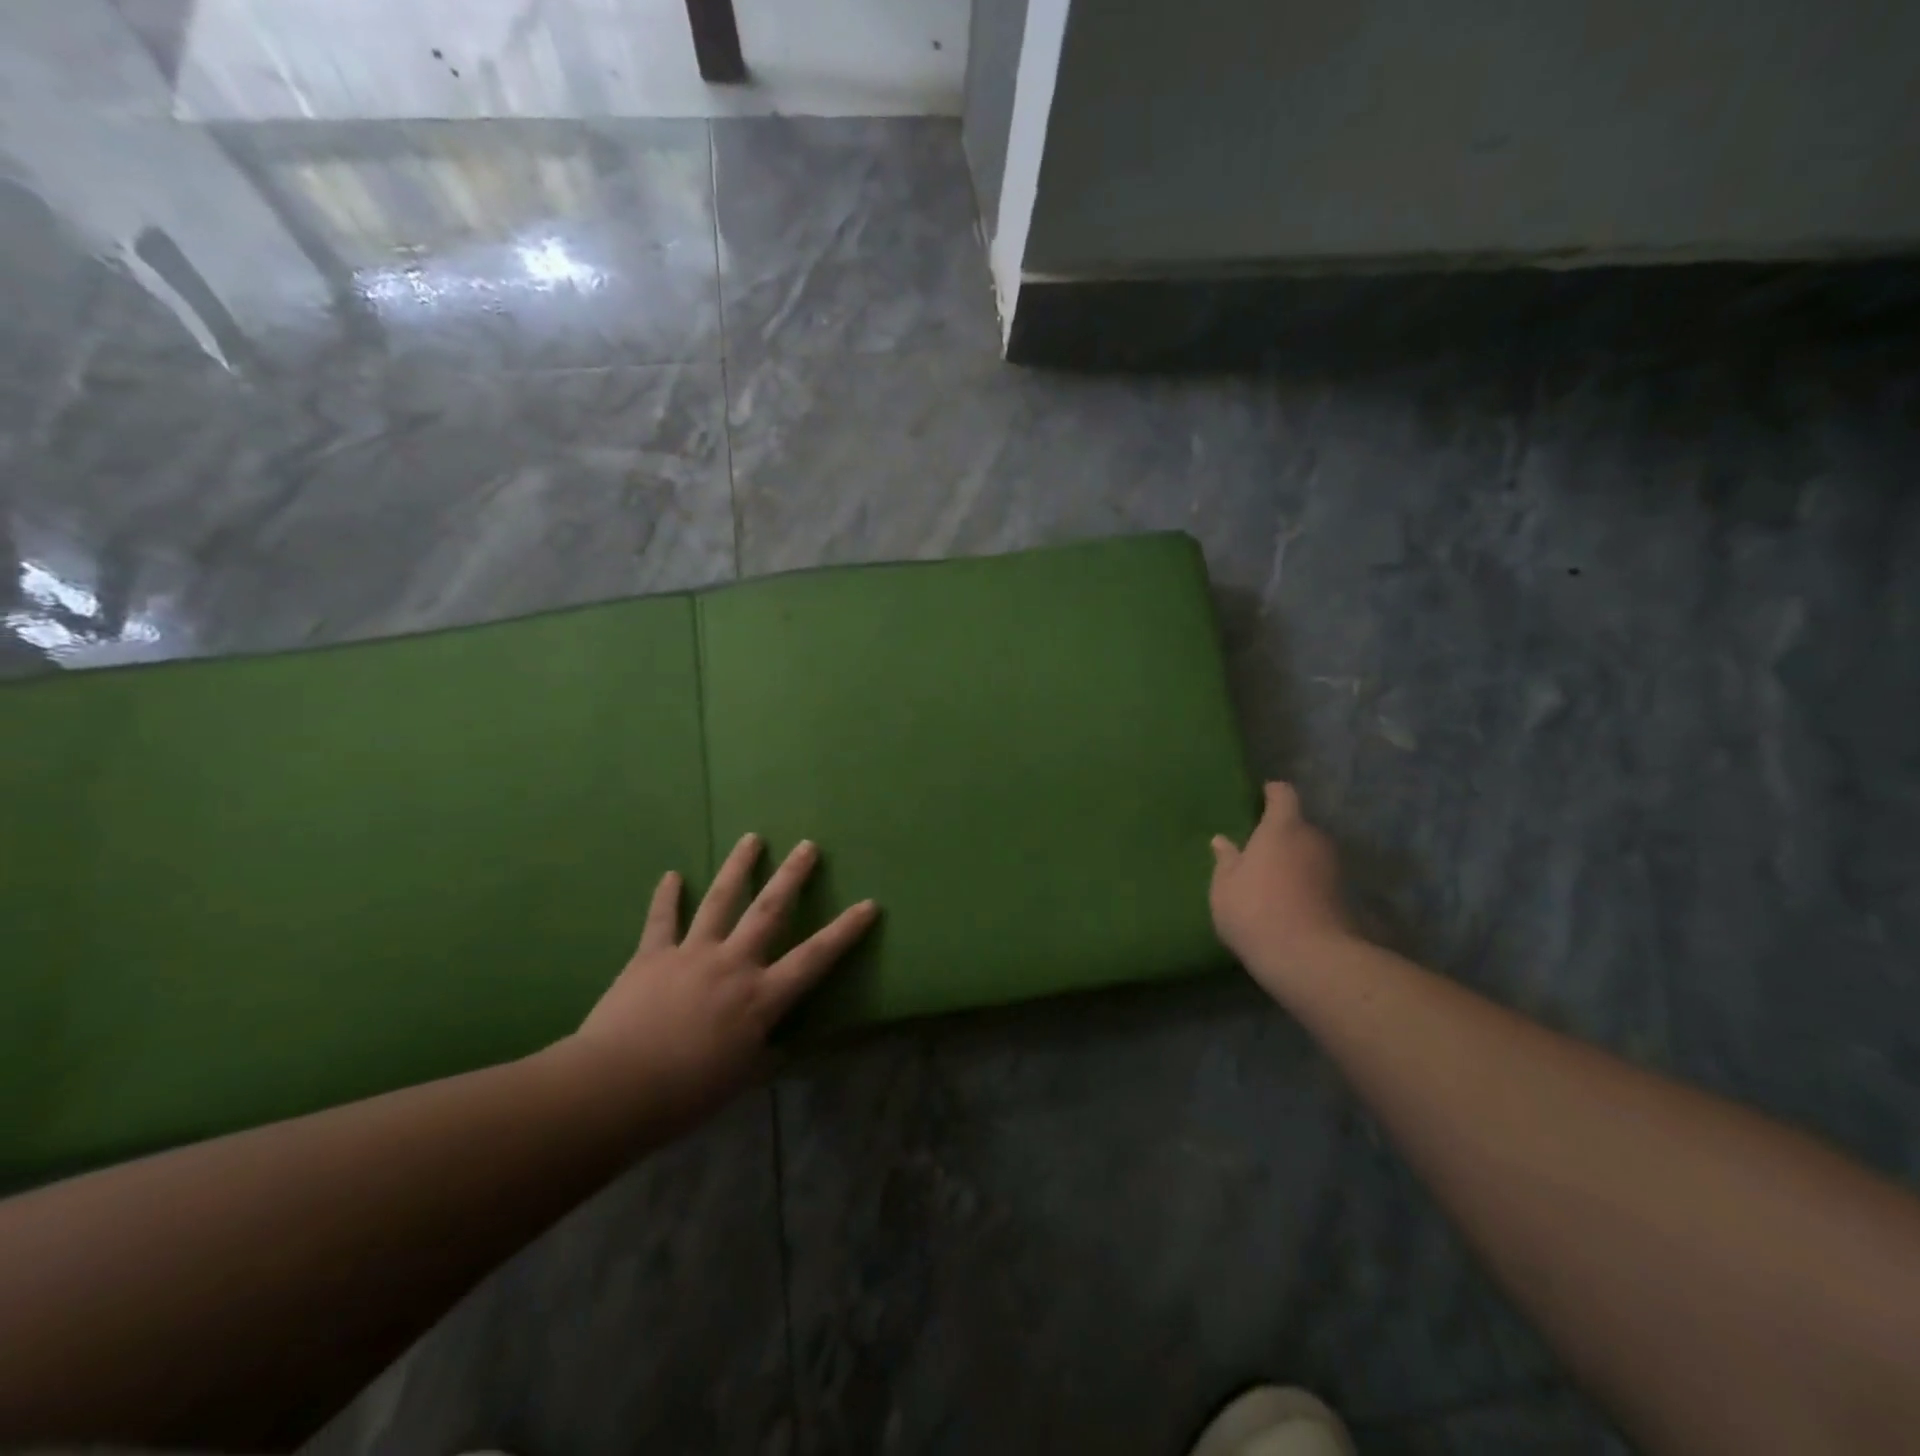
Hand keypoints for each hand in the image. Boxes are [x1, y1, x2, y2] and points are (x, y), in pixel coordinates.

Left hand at [559, 833, 877, 1138]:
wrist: (615, 1087)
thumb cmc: (686, 1093)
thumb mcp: (740, 1080)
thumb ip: (763, 1055)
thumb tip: (777, 1045)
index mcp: (760, 997)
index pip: (815, 957)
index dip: (845, 931)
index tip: (869, 904)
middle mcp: (733, 964)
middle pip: (769, 910)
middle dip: (792, 876)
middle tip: (807, 845)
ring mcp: (691, 953)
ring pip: (720, 901)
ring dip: (738, 867)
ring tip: (752, 838)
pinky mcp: (651, 956)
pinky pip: (661, 920)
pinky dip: (666, 896)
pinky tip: (671, 875)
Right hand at [1210, 782, 1353, 996]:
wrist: (1309, 959)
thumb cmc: (1255, 910)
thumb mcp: (1225, 886)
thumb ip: (1226, 860)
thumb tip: (1222, 841)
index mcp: (1282, 828)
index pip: (1283, 794)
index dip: (1273, 793)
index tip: (1262, 795)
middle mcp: (1313, 840)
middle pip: (1299, 826)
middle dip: (1281, 833)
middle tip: (1259, 849)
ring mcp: (1333, 869)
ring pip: (1310, 853)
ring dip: (1295, 860)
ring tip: (1272, 878)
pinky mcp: (1344, 897)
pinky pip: (1318, 879)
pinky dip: (1305, 883)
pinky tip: (1288, 902)